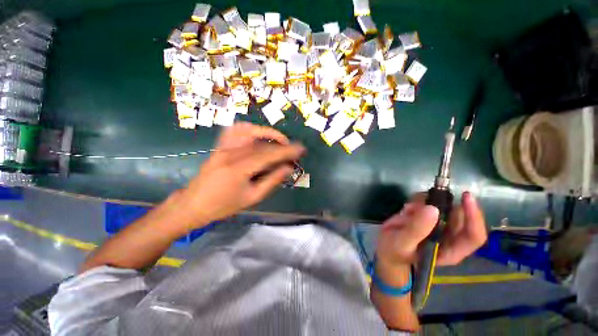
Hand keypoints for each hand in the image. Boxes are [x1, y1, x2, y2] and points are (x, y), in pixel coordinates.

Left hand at [179, 122, 304, 227]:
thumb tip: (288, 168)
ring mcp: (223, 147)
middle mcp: (231, 153)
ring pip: (250, 131)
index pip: (269, 154)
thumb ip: (272, 181)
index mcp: (239, 168)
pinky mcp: (219, 146)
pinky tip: (258, 134)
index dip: (287, 151)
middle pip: (263, 143)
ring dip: (268, 133)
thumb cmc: (224, 206)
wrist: (193, 204)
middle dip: (282, 144)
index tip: (301, 149)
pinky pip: (235, 130)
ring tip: (279, 140)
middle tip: (294, 150)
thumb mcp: (252, 198)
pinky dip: (250, 128)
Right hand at [376, 192, 486, 267]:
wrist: (385, 248)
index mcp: (450, 250)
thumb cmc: (395, 251)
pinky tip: (406, 208)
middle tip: (421, 203)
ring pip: (445, 204)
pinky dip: (418, 200)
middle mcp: (449, 236)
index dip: (474, 217)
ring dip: (428, 201)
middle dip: (444, 204)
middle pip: (460, 214)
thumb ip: (416, 229)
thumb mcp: (402, 243)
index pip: (474, 235)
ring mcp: (438, 224)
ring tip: (409, 209)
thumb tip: (432, 209)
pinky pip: (429, 201)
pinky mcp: (427, 215)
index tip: (465, 197)